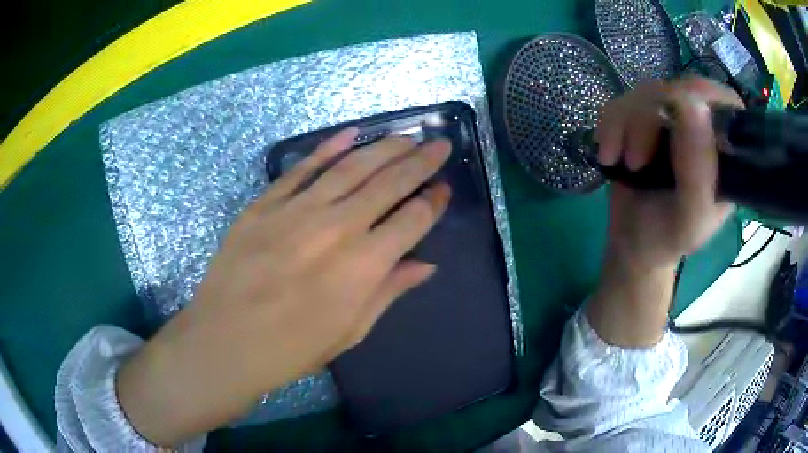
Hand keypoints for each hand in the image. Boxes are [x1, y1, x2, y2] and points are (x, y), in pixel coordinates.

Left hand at [117, 130, 451, 445]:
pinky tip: (351, 134)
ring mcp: (297, 210)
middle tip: (440, 144)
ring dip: (384, 147)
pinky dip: (327, 149)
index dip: (433, 202)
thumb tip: (425, 264)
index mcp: (362, 266)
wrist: (226, 340)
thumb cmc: (292, 348)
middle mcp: (336, 228)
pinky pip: (302, 169)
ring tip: (407, 135)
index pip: (412, 220)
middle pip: (388, 182)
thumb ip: (388, 291)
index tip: (444, 188)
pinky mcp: (265, 204)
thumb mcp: (349, 331)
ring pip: (351, 166)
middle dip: (420, 160)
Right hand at [596, 77, 742, 270]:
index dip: (699, 101)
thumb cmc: (669, 237)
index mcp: (727, 150)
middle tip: (637, 161)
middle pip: (679, 90)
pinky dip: (609, 126)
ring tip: (621, 163)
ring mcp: (673, 118)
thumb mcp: (690, 217)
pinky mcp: (644, 117)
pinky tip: (609, 154)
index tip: (672, 127)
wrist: (634, 243)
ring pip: (647, 93)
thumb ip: (698, 171)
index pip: (722, 101)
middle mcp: (704, 127)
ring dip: (625, 126)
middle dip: (650, 120)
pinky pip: (622, 100)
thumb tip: (693, 104)